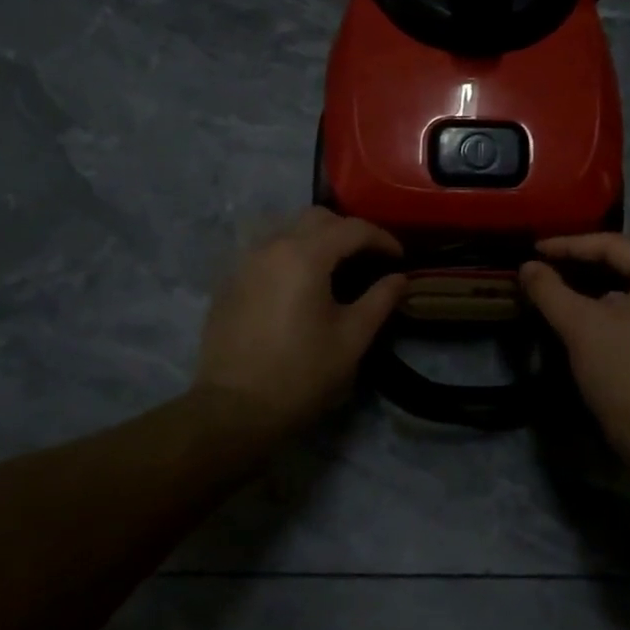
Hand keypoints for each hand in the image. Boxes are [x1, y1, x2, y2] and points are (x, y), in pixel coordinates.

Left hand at [193, 208, 406, 433]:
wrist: (233, 410)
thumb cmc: (301, 374)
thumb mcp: (351, 339)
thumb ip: (379, 300)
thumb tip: (399, 278)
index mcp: (305, 255)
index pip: (353, 229)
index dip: (382, 239)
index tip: (399, 258)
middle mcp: (272, 246)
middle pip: (317, 218)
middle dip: (347, 231)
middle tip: (368, 258)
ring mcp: (245, 262)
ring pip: (287, 230)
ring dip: (316, 239)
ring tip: (334, 269)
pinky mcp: (229, 281)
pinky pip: (266, 252)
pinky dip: (290, 256)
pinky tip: (299, 286)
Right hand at [520, 234, 629, 455]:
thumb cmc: (624, 374)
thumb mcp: (580, 327)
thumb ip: (550, 290)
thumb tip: (527, 266)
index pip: (612, 244)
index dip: (569, 244)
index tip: (535, 249)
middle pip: (625, 260)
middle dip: (582, 260)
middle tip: (545, 262)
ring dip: (594, 282)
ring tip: (559, 283)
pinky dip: (610, 301)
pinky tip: (584, 309)